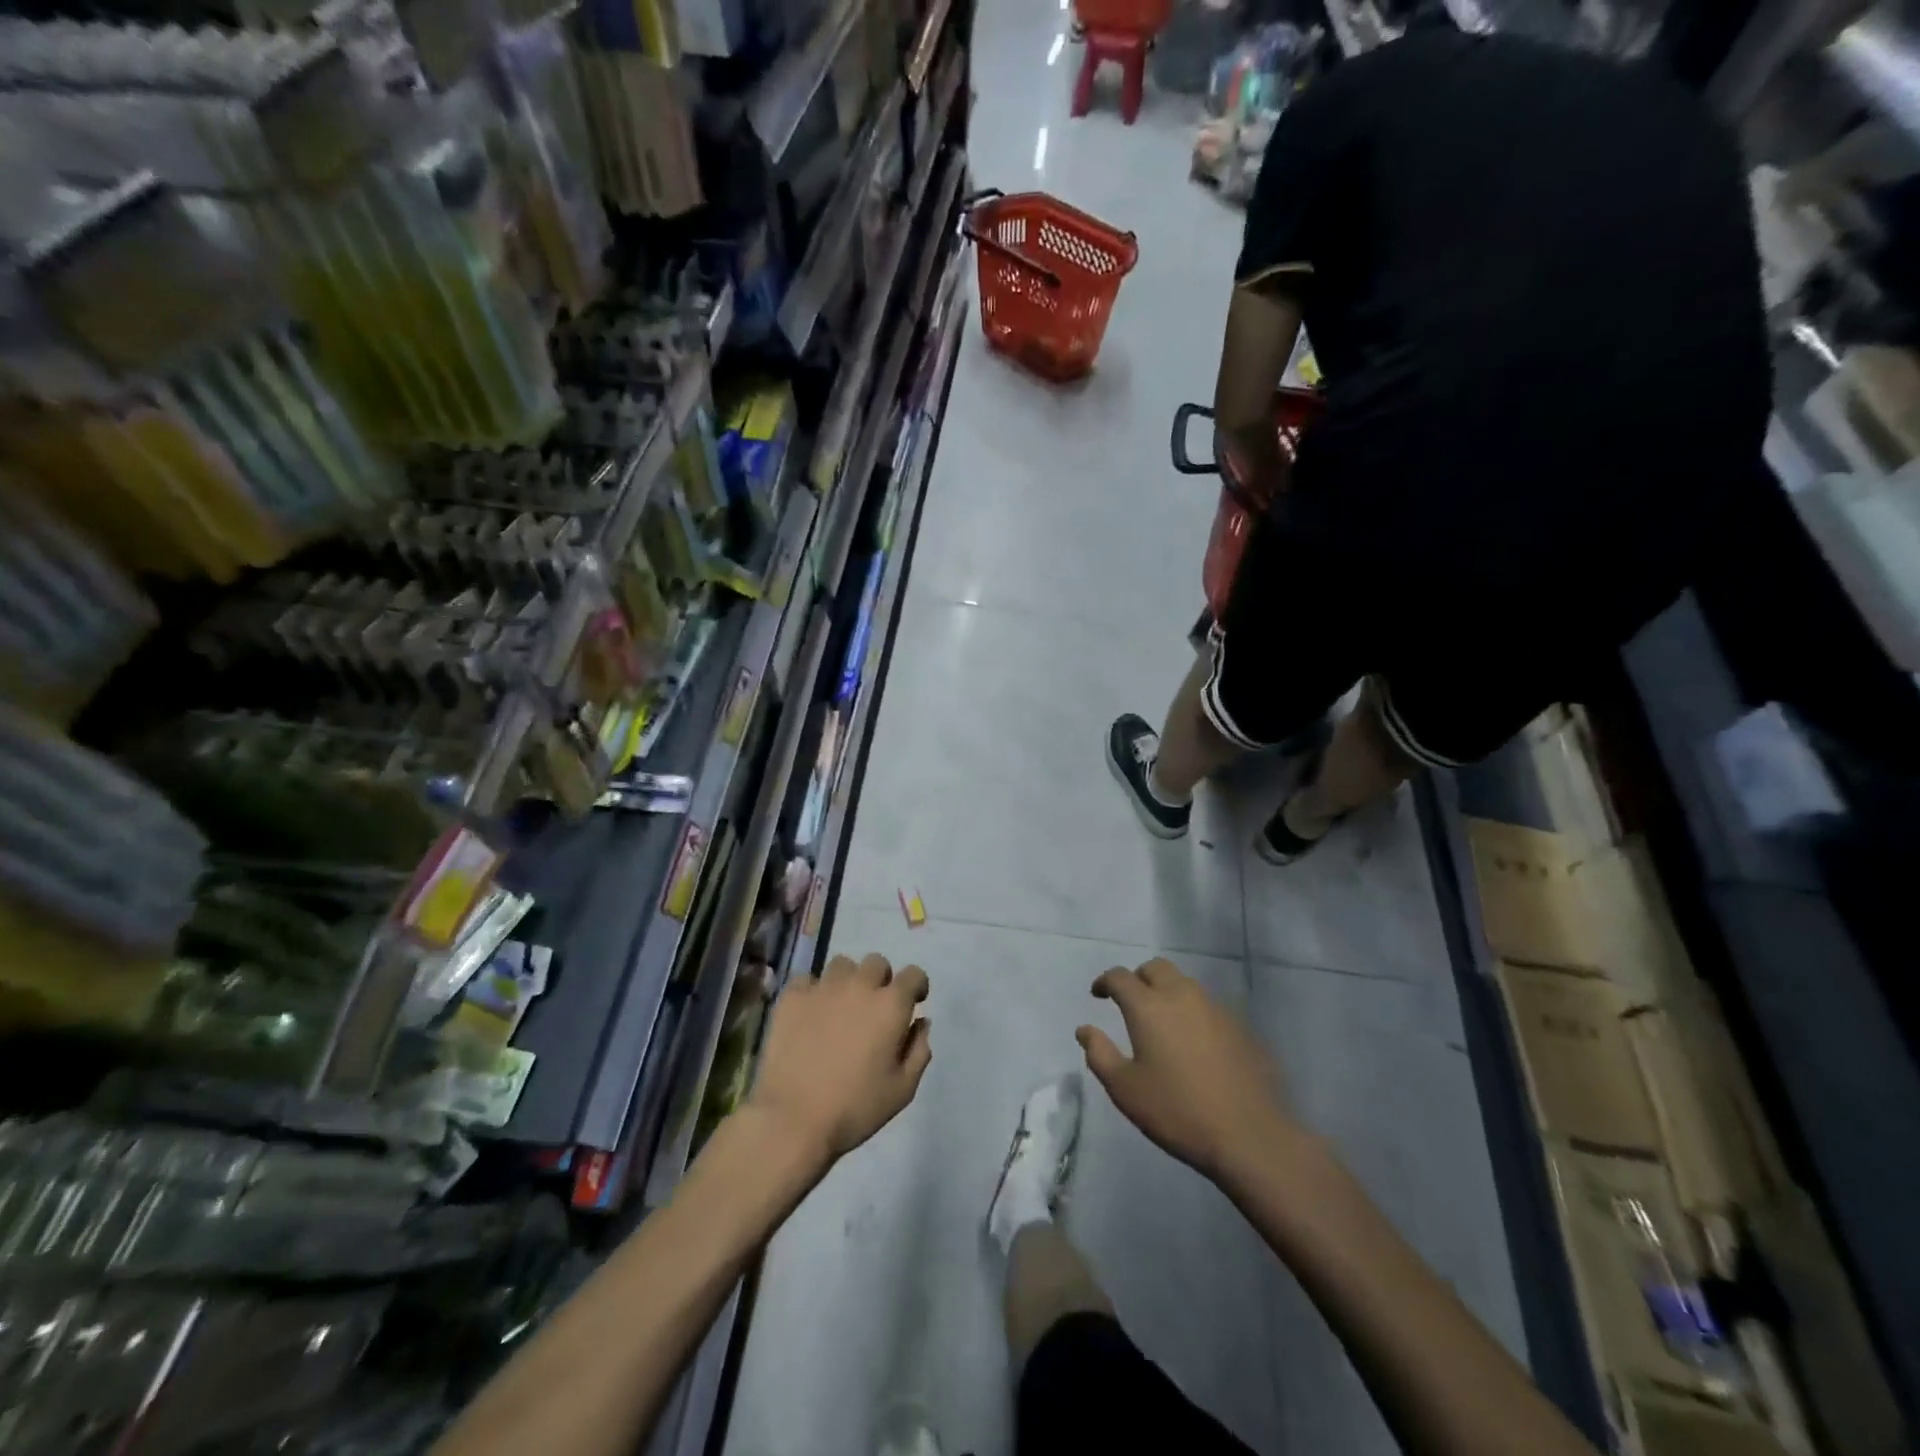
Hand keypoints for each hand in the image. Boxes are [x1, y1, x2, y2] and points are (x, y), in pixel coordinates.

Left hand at [749, 953, 931, 1167]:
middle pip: (877, 962)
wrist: (793, 1119)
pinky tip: (811, 1013)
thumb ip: (919, 1050)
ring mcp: (823, 988)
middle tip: (874, 1008)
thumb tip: (921, 1022)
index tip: (913, 1003)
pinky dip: (813, 991)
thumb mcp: (902, 1089)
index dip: (917, 987)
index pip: (914, 974)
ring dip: (848, 980)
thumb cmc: (855, 1108)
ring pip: (842, 965)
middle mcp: (860, 986)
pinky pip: (807, 979)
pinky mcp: (792, 997)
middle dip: (881, 980)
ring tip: (841, 1006)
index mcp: (891, 1005)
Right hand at [1077, 958, 1291, 1182]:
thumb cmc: (1177, 1111)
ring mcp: (1215, 1008)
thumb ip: (1099, 1054)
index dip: (1105, 981)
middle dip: (1138, 978)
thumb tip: (1085, 1029)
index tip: (1098, 994)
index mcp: (1148, 1006)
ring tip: (1162, 1022)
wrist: (1250, 1136)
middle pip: (1156, 968)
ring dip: (1167, 992)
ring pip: (1185, 984)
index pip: (1120, 976)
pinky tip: (1194, 1044)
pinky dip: (1193, 1013)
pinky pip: (1208, 1007)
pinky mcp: (1240, 1027)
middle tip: (1130, 1001)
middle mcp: (1182, 995)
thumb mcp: (1125, 1089)